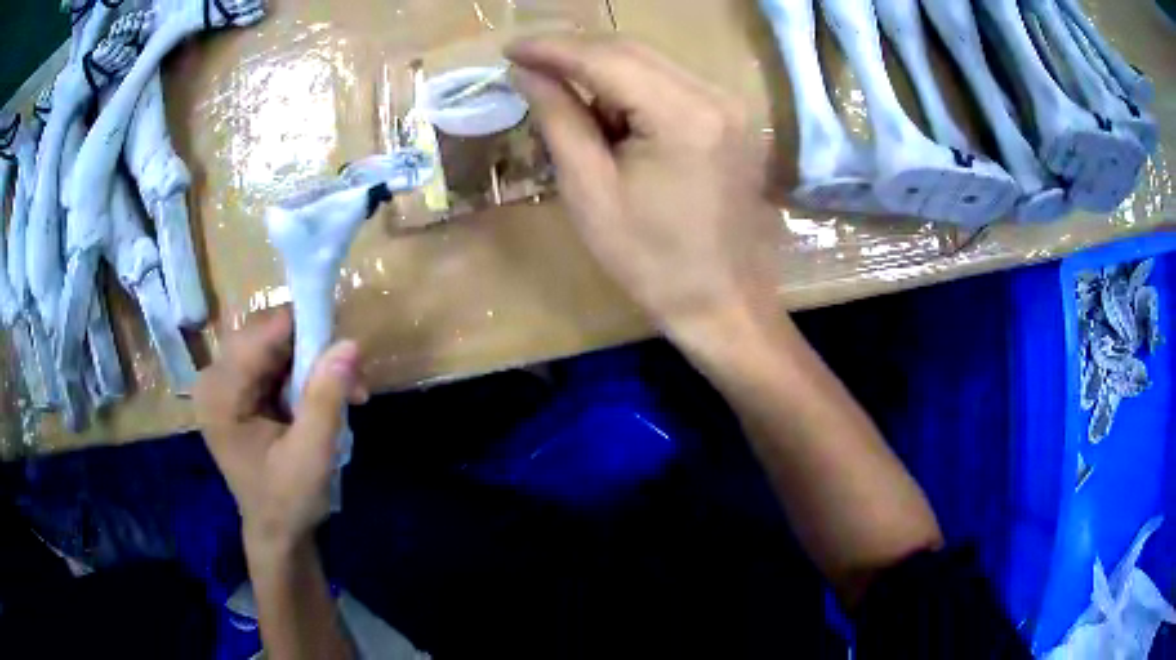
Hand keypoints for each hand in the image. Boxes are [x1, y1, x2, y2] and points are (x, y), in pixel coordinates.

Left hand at [194, 308, 367, 550]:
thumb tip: (350, 342)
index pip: (262, 335)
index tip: (347, 353)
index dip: (306, 331)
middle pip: (269, 334)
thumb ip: (326, 397)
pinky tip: (329, 398)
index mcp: (220, 392)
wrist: (277, 534)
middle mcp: (216, 377)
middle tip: (353, 382)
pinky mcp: (241, 389)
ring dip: (316, 363)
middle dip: (314, 350)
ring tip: (349, 393)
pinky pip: (278, 361)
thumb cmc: (287, 501)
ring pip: (278, 344)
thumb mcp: (312, 455)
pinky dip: (308, 374)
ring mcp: (227, 382)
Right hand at [506, 35, 780, 336]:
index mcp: (683, 116)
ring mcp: (731, 105)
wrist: (721, 301)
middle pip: (633, 50)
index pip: (606, 58)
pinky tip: (609, 113)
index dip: (552, 48)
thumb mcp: (590, 191)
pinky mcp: (732, 118)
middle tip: (527, 64)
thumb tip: (525, 72)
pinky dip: (632, 87)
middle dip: (575, 52)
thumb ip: (559, 119)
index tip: (508, 48)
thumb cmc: (650, 260)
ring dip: (603, 70)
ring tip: (564, 97)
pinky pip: (672, 83)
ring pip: (652, 62)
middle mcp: (716, 95)